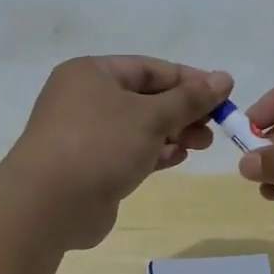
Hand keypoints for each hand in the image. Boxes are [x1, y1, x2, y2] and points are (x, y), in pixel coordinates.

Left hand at [4, 56, 233, 248]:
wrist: (48, 204)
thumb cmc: (100, 144)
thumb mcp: (151, 116)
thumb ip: (190, 98)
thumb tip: (224, 78)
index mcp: (92, 73)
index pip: (150, 68)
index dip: (189, 80)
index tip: (223, 94)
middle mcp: (85, 98)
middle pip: (145, 98)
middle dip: (183, 111)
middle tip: (214, 127)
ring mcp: (85, 134)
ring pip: (138, 127)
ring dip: (172, 133)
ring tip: (201, 145)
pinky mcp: (89, 166)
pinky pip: (128, 151)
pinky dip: (154, 152)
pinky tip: (177, 158)